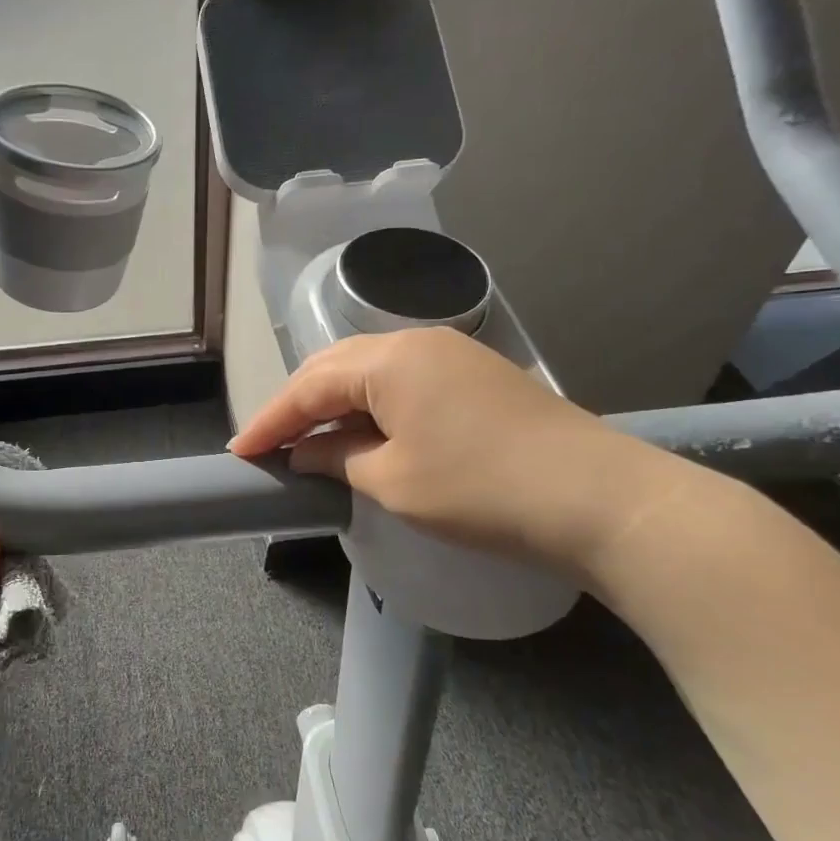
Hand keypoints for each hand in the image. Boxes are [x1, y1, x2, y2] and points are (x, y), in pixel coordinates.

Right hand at [229, 327, 693, 576]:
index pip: (309, 386)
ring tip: (308, 438)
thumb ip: (338, 459)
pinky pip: (403, 382)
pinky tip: (363, 431)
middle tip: (269, 444)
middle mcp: (416, 342)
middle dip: (298, 405)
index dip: (270, 421)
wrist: (599, 498)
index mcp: (389, 359)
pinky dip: (372, 406)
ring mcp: (451, 355)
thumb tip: (307, 453)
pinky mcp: (476, 376)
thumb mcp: (394, 481)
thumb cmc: (481, 489)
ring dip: (334, 404)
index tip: (240, 452)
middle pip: (336, 367)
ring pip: (370, 372)